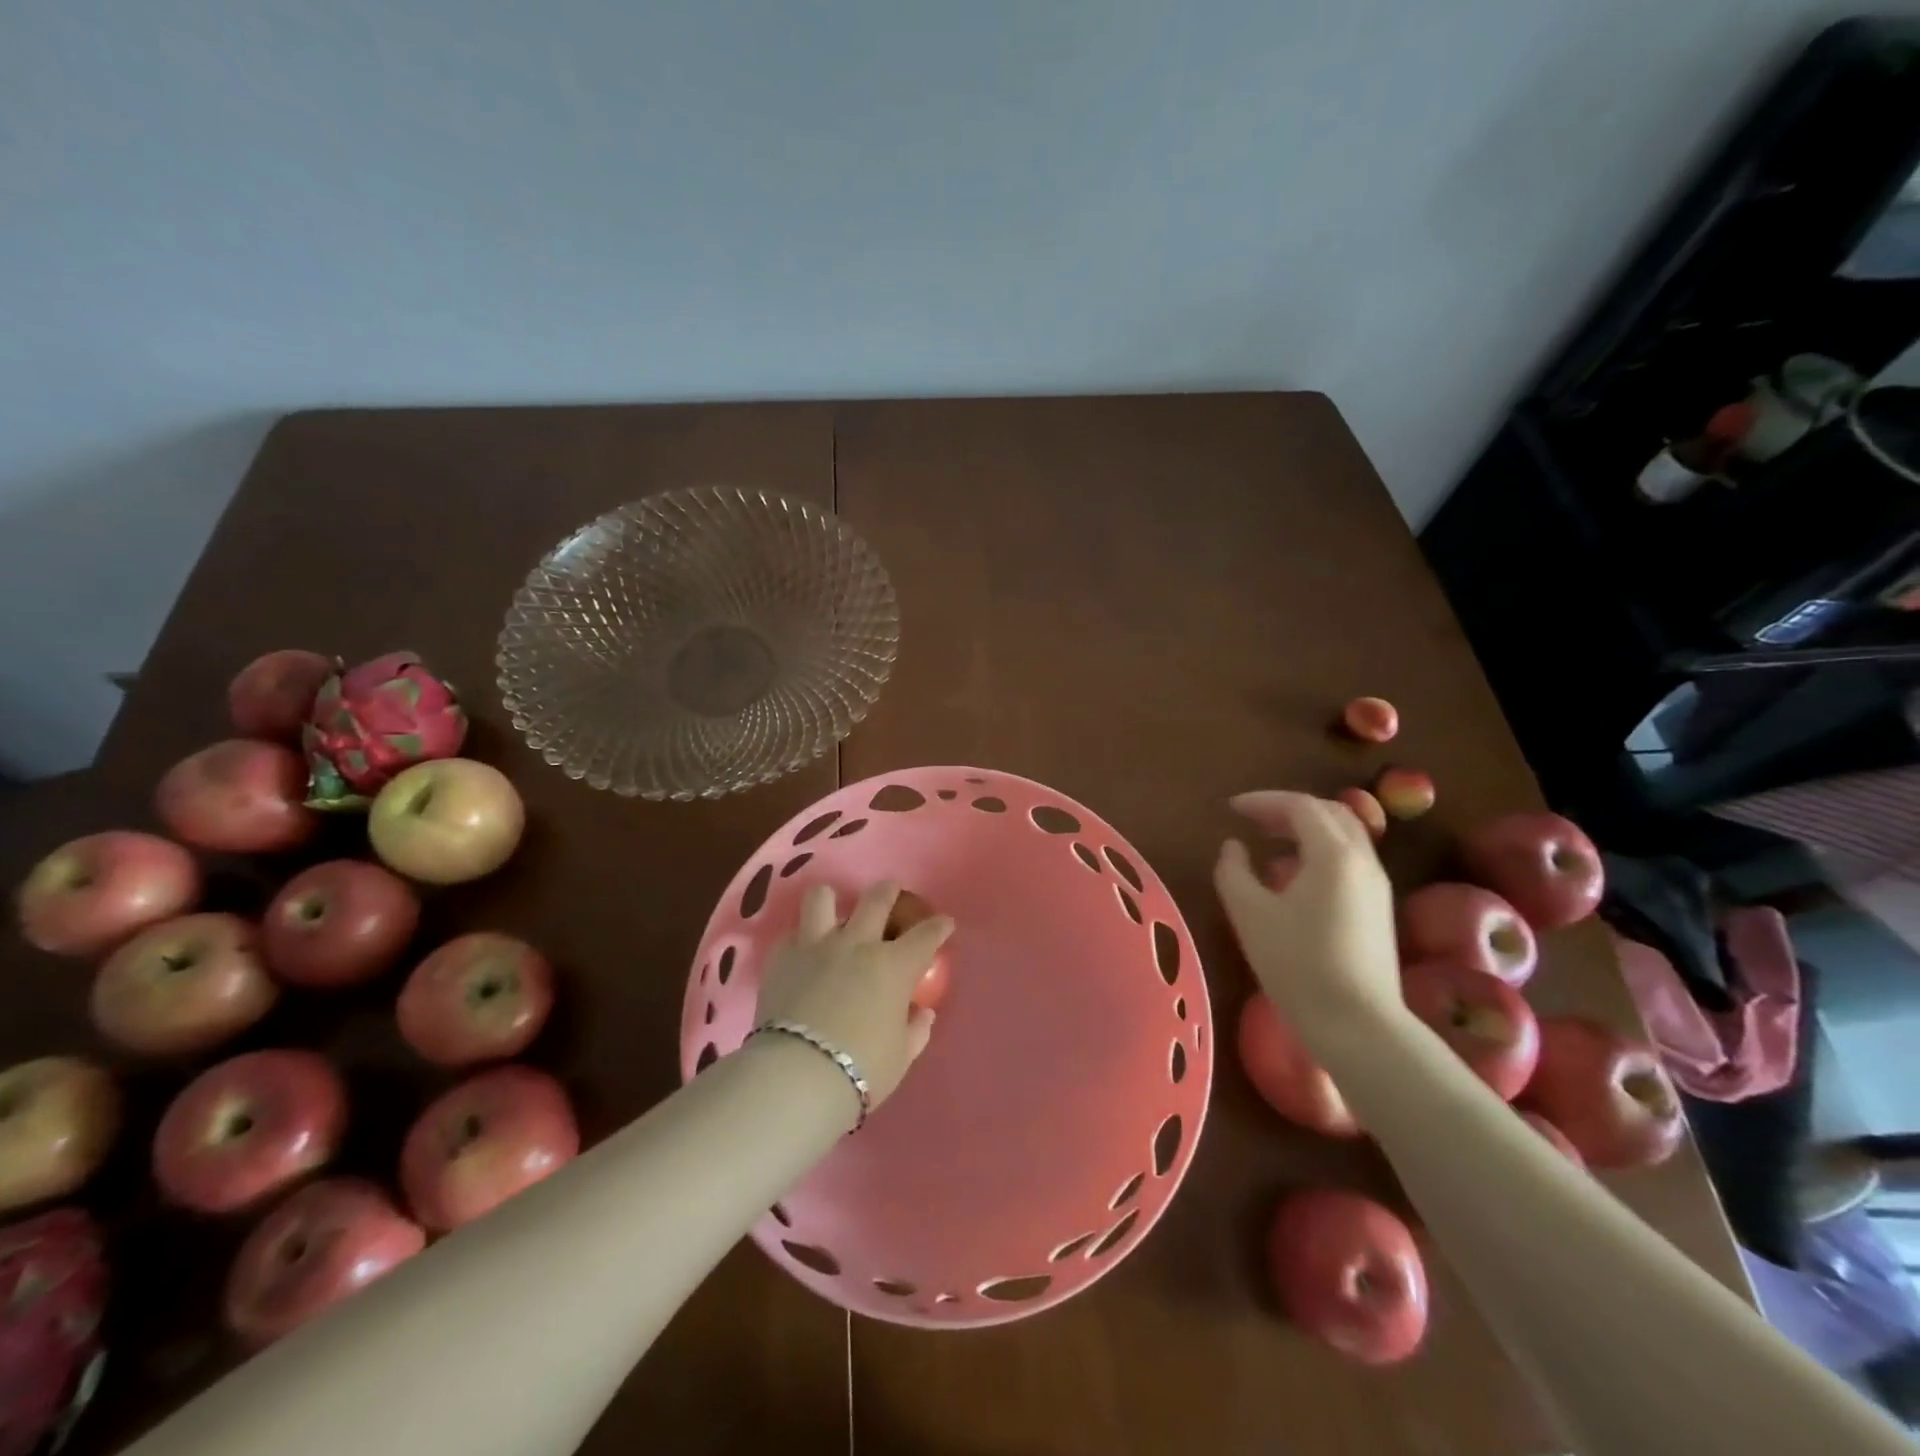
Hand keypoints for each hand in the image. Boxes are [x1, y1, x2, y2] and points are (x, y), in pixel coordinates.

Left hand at [753, 881, 953, 1112]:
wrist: (798, 1074)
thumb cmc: (861, 1069)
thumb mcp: (900, 1056)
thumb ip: (914, 1030)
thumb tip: (922, 1013)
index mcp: (894, 966)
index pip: (926, 935)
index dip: (939, 927)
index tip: (944, 923)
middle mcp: (857, 944)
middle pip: (877, 899)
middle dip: (889, 891)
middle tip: (890, 893)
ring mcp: (816, 945)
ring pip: (823, 898)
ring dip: (831, 901)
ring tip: (833, 911)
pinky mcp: (782, 957)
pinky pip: (791, 934)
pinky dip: (799, 940)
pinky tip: (802, 953)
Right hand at [1213, 791, 1401, 1044]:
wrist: (1357, 1024)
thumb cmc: (1297, 964)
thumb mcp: (1250, 914)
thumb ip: (1233, 871)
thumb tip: (1234, 847)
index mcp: (1333, 854)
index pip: (1300, 806)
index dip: (1263, 801)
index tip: (1231, 809)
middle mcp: (1362, 860)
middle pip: (1329, 813)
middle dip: (1287, 809)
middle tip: (1252, 819)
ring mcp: (1376, 885)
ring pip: (1344, 835)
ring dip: (1306, 828)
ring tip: (1270, 841)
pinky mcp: (1378, 908)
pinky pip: (1349, 859)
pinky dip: (1320, 849)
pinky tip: (1294, 874)